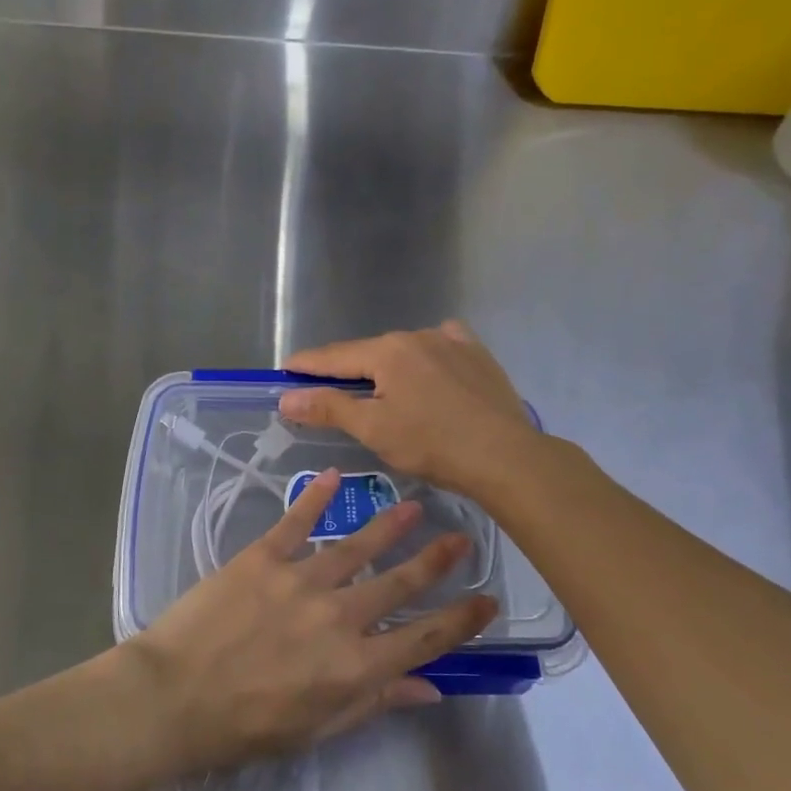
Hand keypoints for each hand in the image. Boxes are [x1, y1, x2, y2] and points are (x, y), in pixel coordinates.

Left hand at [118, 470, 494, 771]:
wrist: (173, 697)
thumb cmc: (244, 727)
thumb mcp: (317, 729)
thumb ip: (375, 702)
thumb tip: (430, 688)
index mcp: (356, 666)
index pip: (424, 638)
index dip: (460, 620)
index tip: (486, 599)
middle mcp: (339, 616)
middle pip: (399, 584)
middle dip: (435, 561)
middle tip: (462, 538)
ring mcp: (301, 580)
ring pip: (357, 546)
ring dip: (389, 525)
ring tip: (415, 506)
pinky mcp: (262, 557)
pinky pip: (295, 521)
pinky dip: (315, 497)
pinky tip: (333, 476)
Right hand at [278, 322, 542, 500]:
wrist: (505, 456)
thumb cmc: (431, 444)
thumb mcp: (373, 429)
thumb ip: (328, 407)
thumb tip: (287, 397)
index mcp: (386, 351)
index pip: (333, 356)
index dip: (306, 365)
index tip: (284, 370)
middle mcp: (416, 335)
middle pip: (368, 352)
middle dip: (346, 370)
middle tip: (328, 391)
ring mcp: (451, 341)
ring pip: (404, 351)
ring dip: (386, 367)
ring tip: (382, 391)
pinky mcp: (477, 355)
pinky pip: (441, 347)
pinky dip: (425, 357)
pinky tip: (428, 371)